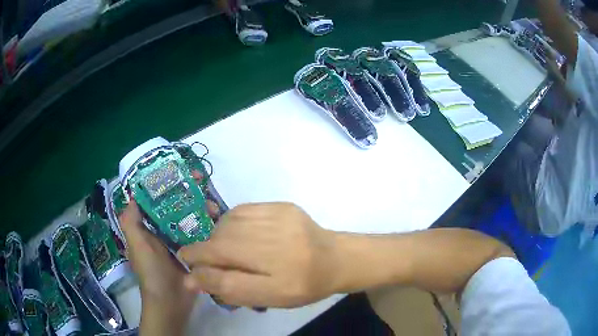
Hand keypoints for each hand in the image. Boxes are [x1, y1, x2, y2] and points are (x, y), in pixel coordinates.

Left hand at [119, 171, 217, 334]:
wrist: (172, 302)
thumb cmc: (151, 272)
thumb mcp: (137, 245)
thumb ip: (131, 221)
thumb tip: (132, 195)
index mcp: (147, 228)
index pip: (153, 199)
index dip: (162, 184)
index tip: (176, 172)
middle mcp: (161, 231)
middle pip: (172, 205)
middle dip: (185, 191)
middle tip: (200, 181)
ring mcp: (178, 241)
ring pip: (187, 217)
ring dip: (198, 207)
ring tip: (212, 204)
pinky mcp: (193, 251)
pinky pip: (198, 232)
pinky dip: (206, 223)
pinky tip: (217, 218)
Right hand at [178, 203, 338, 307]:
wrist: (335, 259)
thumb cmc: (303, 285)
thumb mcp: (269, 298)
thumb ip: (231, 288)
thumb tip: (193, 278)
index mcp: (279, 272)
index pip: (223, 263)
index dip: (198, 259)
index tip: (185, 260)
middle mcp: (278, 240)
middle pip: (223, 241)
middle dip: (207, 250)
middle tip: (206, 259)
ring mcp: (281, 216)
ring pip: (230, 223)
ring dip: (219, 236)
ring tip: (225, 248)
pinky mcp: (283, 205)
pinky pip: (244, 210)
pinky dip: (232, 222)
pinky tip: (238, 233)